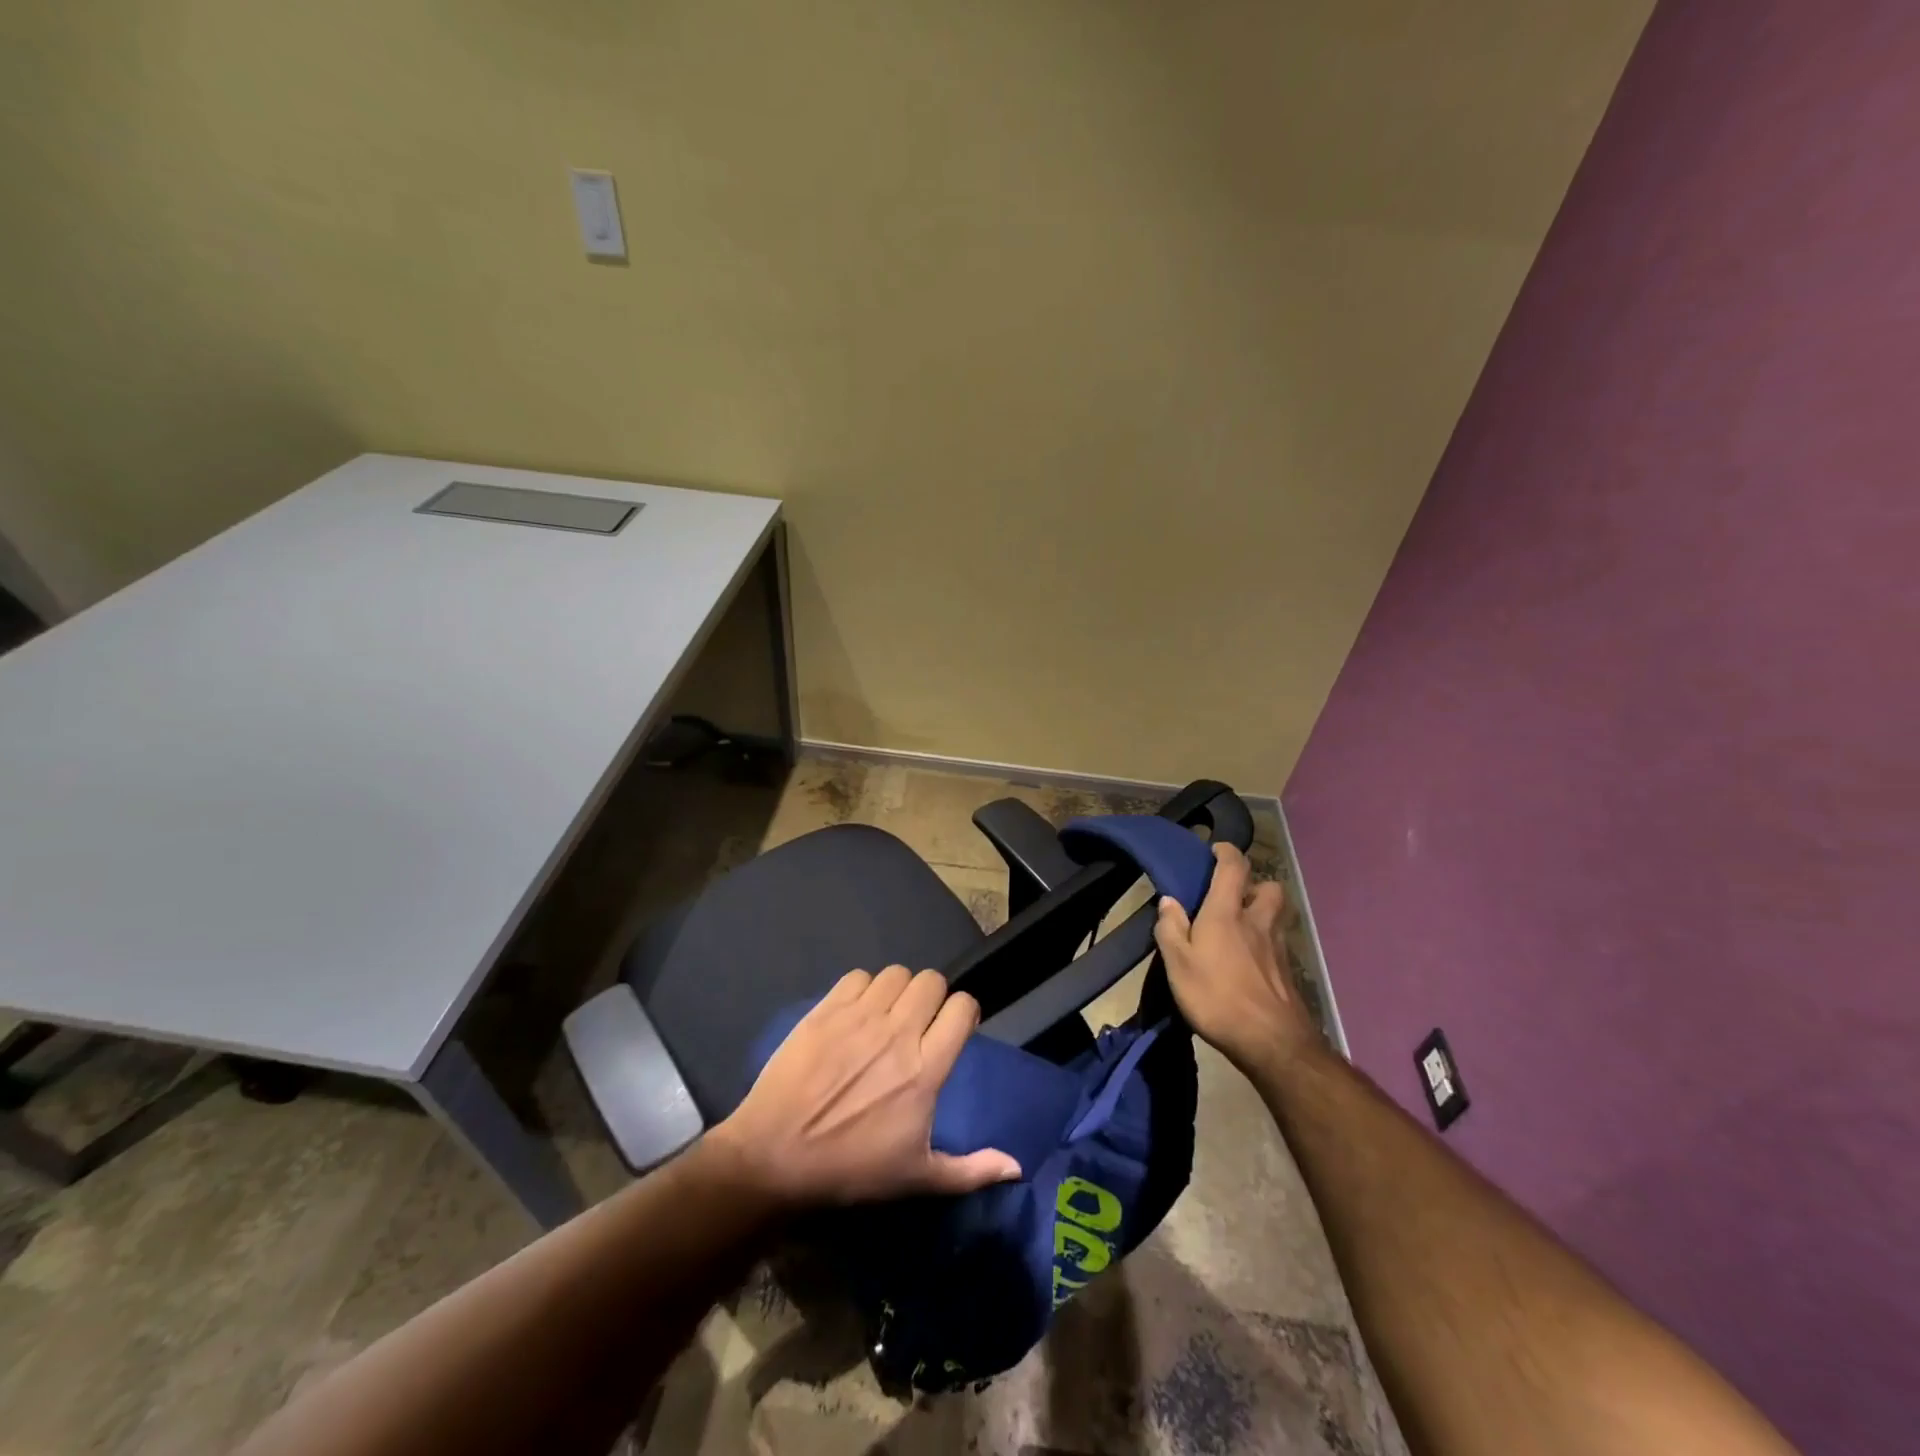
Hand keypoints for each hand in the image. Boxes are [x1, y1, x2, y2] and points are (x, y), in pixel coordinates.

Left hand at [707, 965, 1021, 1207]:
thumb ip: (970, 1170)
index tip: (955, 1029)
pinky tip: (856, 1013)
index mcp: (925, 1069)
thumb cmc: (850, 1169)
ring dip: (899, 990)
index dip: (964, 1013)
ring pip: (896, 974)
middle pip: (932, 981)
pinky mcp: (826, 1009)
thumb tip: (1016, 1166)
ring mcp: (859, 1016)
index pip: (963, 1006)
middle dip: (933, 997)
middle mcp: (897, 1032)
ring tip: (888, 1015)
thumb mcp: (915, 1179)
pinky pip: (857, 976)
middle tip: (920, 1022)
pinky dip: (863, 989)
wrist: (773, 1157)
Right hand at [1154, 843, 1320, 1076]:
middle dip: (1253, 884)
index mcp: (1227, 913)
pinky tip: (1248, 961)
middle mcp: (1258, 922)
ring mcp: (1278, 947)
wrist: (1273, 1043)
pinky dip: (1265, 942)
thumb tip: (1169, 900)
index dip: (1226, 852)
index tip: (1215, 849)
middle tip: (1233, 896)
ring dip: (1262, 912)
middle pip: (1269, 887)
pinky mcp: (1287, 972)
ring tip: (1240, 928)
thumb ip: (1171, 929)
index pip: (1234, 867)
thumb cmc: (1217, 997)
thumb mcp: (1178, 964)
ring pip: (1276, 915)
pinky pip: (1278, 942)